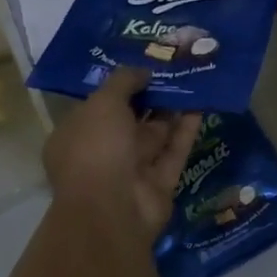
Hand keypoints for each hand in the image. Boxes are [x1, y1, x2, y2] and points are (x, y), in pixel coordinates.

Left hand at [44, 68, 201, 240]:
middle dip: (150, 96)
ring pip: (155, 134)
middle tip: (174, 68)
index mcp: (75, 136)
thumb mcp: (103, 102)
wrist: (112, 209)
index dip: (119, 87)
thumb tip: (142, 71)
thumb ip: (123, 81)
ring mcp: (132, 171)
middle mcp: (102, 154)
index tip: (143, 66)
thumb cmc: (96, 148)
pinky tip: (202, 103)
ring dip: (172, 109)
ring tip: (193, 79)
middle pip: (130, 120)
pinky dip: (187, 129)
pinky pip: (175, 150)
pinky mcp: (159, 184)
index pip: (97, 107)